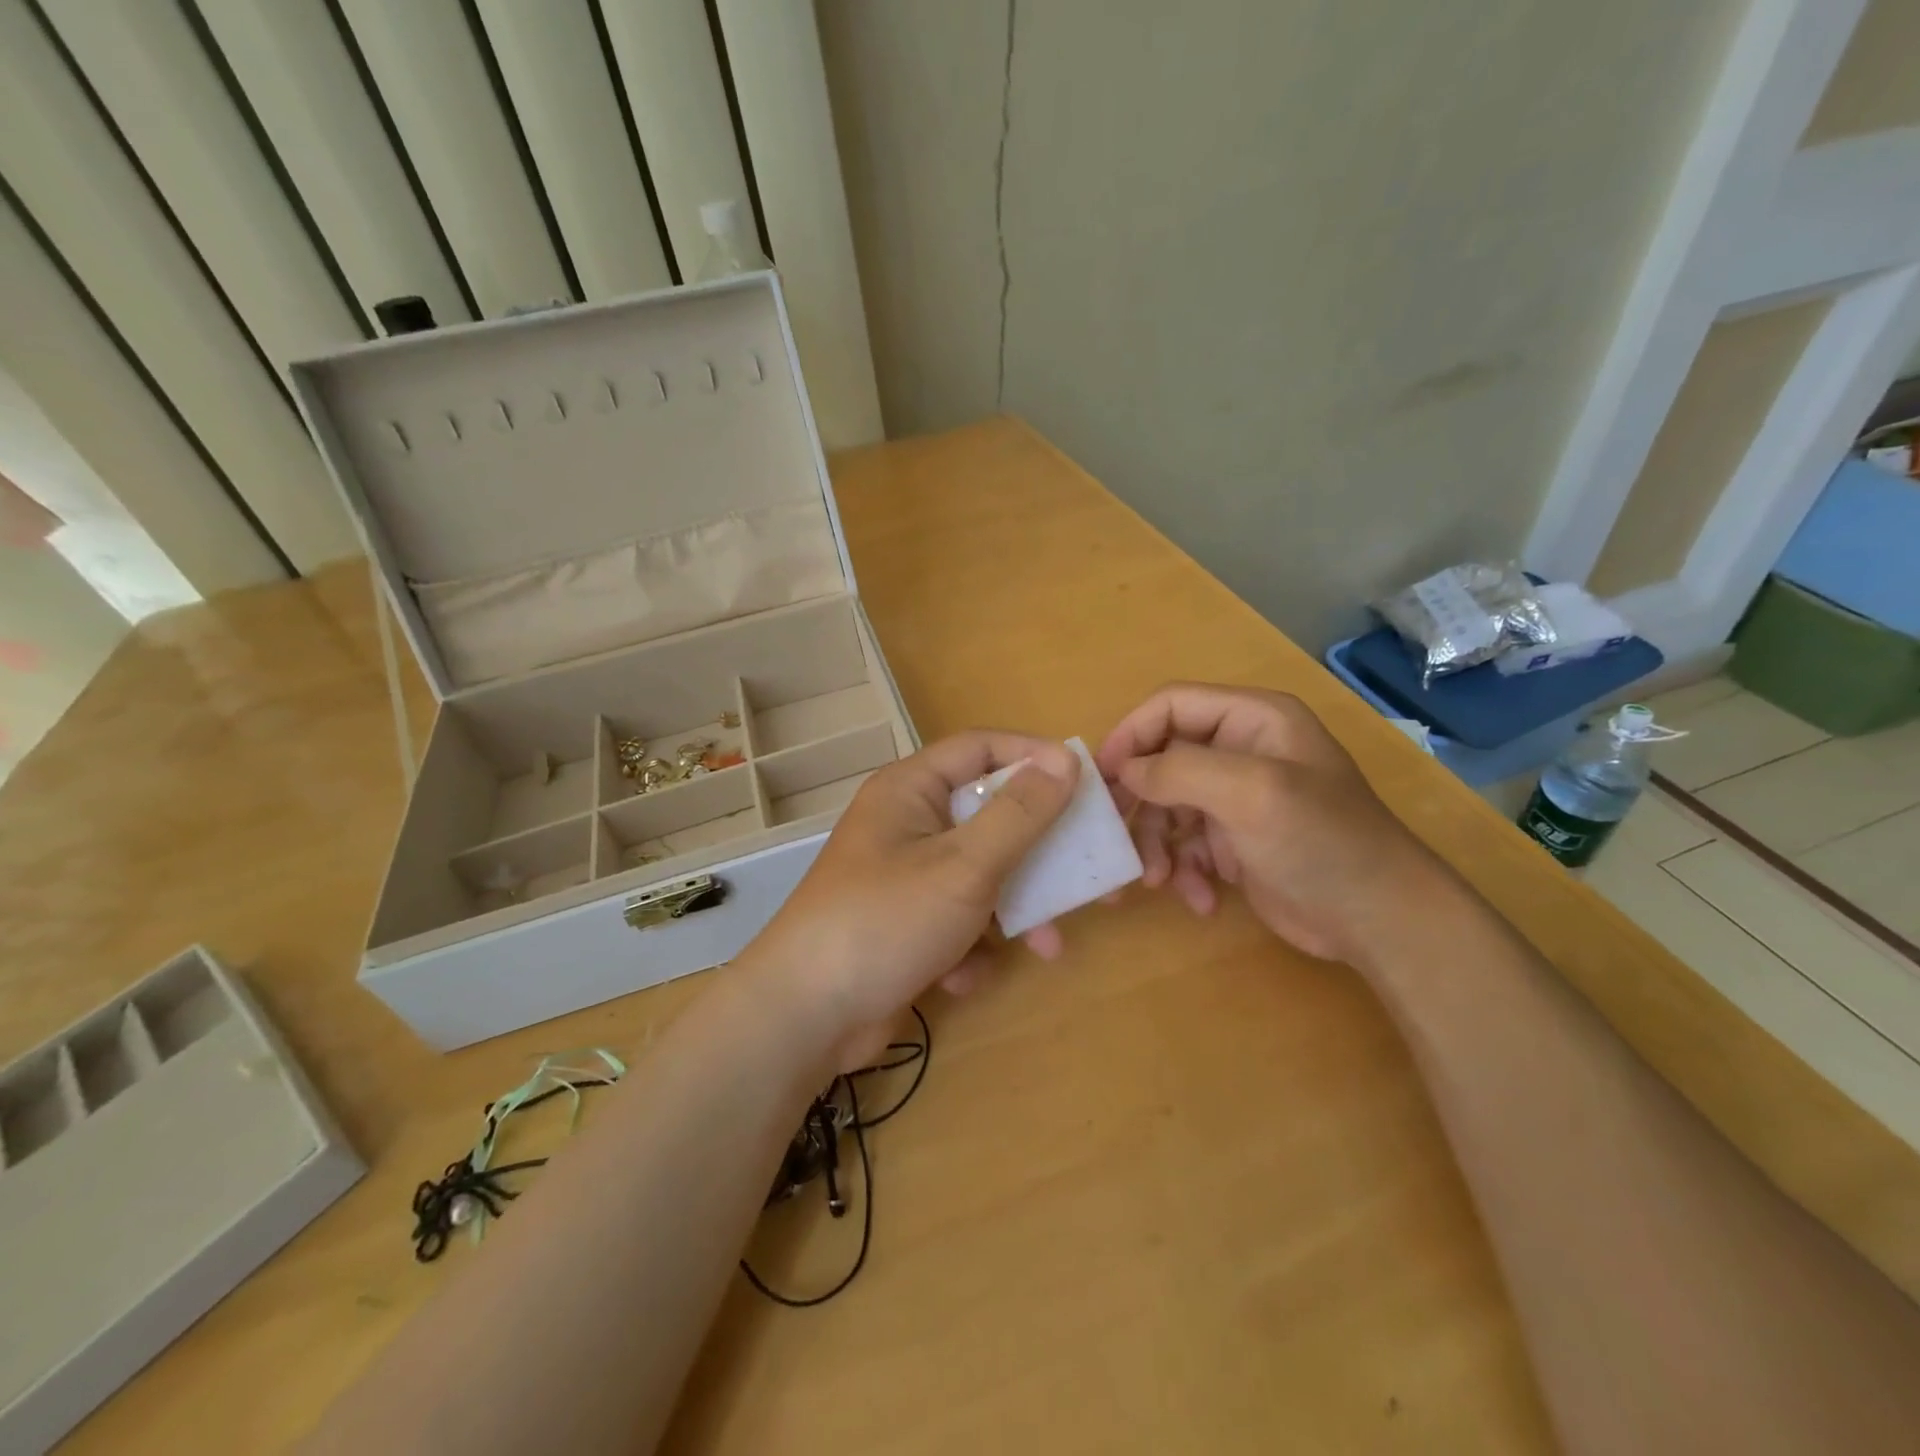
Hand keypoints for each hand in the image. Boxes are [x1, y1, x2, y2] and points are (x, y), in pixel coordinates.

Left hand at [745, 731, 1078, 1068]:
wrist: (804, 1018)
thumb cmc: (885, 921)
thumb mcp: (964, 865)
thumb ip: (1019, 814)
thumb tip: (1064, 760)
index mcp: (910, 790)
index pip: (981, 748)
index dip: (1034, 757)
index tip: (1084, 781)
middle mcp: (907, 824)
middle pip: (988, 817)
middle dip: (1039, 851)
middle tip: (1091, 869)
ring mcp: (905, 878)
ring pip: (980, 875)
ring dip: (1015, 909)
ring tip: (1049, 944)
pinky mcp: (906, 925)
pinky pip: (957, 919)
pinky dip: (972, 946)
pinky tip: (964, 975)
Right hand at [1095, 683, 1439, 963]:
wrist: (1380, 922)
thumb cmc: (1321, 843)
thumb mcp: (1251, 793)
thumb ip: (1180, 770)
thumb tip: (1124, 771)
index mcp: (1252, 719)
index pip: (1171, 706)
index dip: (1131, 735)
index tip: (1101, 778)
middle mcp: (1240, 750)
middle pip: (1162, 759)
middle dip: (1139, 802)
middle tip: (1114, 837)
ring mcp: (1236, 797)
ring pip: (1166, 806)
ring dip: (1156, 844)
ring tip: (1157, 881)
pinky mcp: (1234, 840)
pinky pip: (1186, 844)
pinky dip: (1184, 870)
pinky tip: (1201, 898)